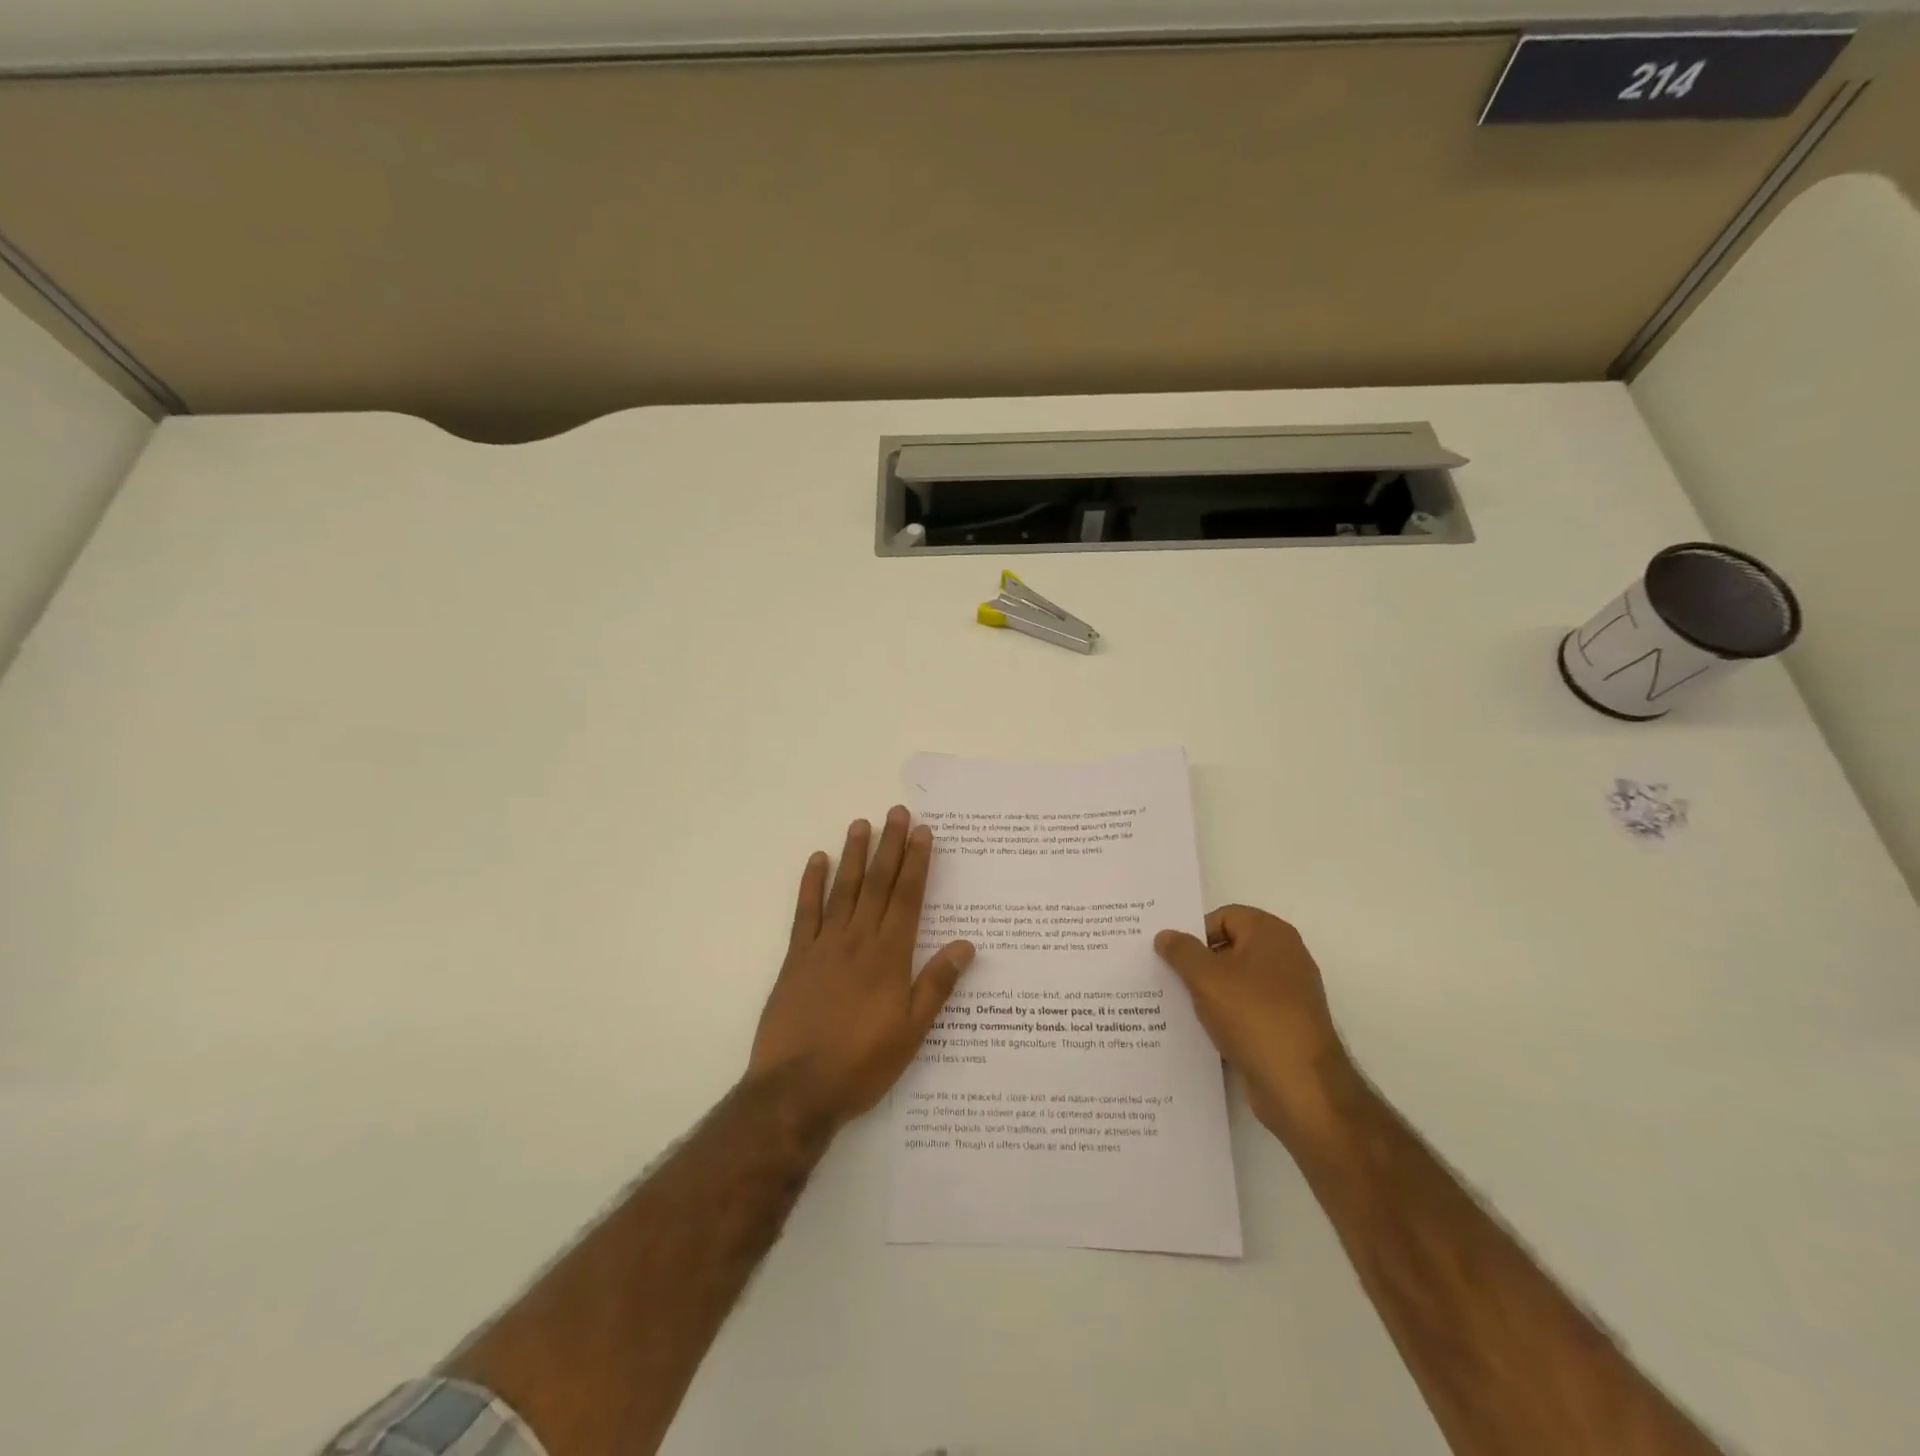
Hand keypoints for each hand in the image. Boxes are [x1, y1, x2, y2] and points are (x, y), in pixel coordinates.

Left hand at [747, 806, 974, 1133]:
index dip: (917, 862)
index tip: (923, 832)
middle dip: (890, 846)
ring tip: (862, 823)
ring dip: (854, 855)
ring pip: (843, 889)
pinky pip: (805, 912)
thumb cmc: (862, 1063)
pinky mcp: (796, 958)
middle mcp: (858, 940)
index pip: (908, 897)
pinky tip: (817, 860)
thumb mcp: (911, 1032)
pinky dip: (811, 883)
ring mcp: (824, 945)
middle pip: (878, 884)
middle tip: (897, 813)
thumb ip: (936, 985)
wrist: (796, 1089)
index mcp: (890, 956)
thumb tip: (966, 945)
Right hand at [1155, 905, 1357, 1142]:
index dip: (1194, 933)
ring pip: (1235, 982)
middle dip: (1197, 963)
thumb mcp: (1206, 978)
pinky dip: (1224, 1016)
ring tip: (1175, 1004)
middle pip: (1228, 948)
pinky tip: (1199, 1030)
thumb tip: (1166, 935)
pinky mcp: (1284, 1026)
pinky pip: (1245, 1010)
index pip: (1223, 917)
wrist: (1300, 1087)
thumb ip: (1181, 951)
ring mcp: (1287, 994)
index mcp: (1271, 934)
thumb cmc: (1253, 1016)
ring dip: (1207, 992)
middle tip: (1164, 976)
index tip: (1169, 955)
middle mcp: (1284, 957)